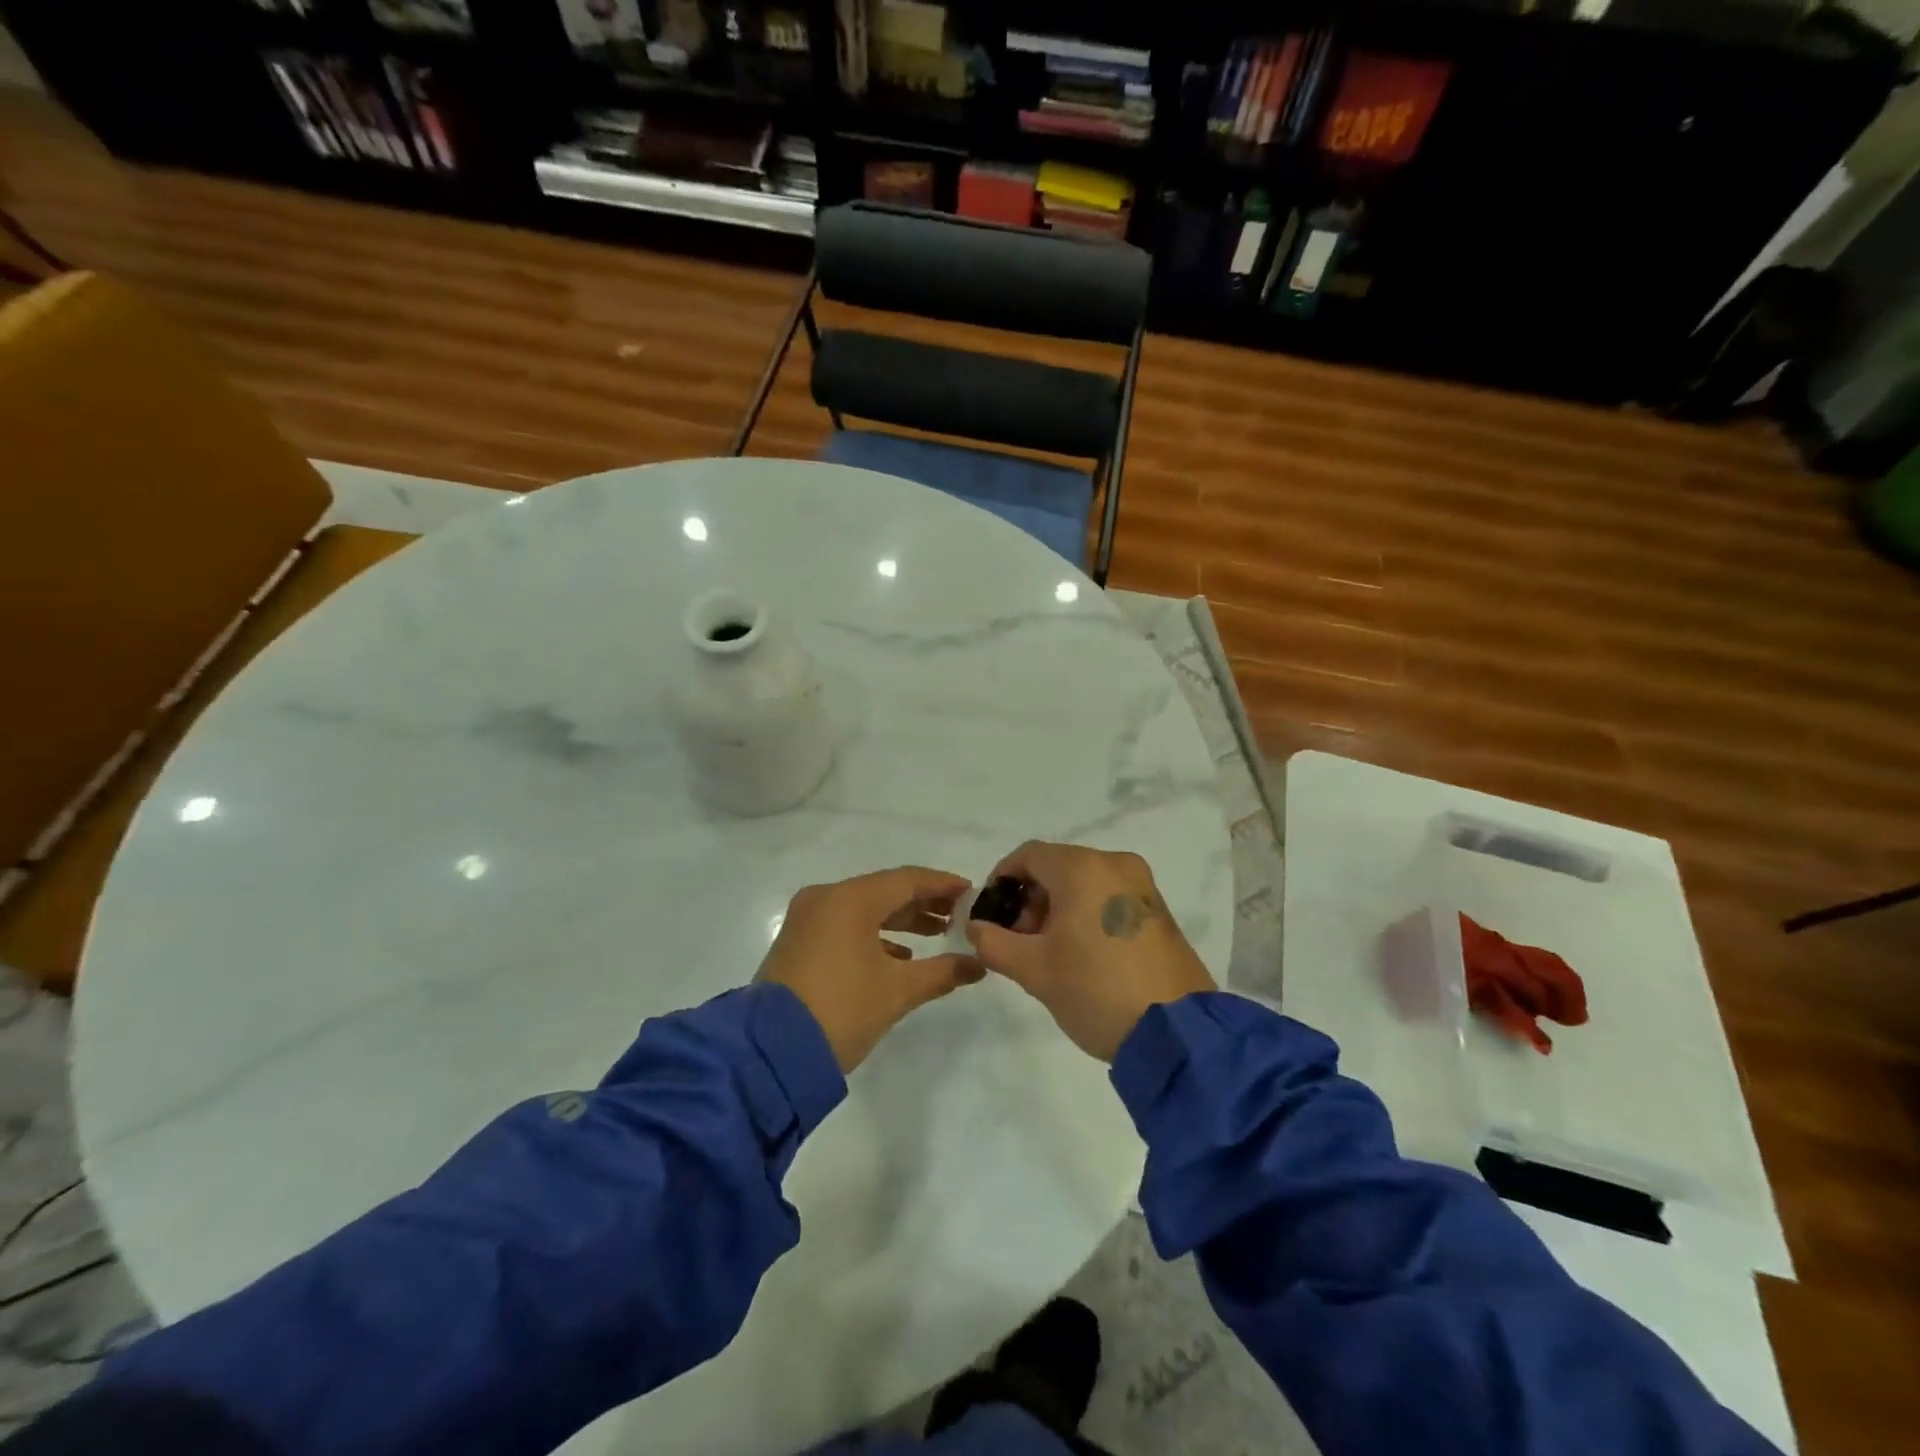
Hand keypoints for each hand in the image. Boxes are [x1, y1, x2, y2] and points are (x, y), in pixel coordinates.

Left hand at [757, 866, 984, 1072]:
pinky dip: (873, 936)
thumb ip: (942, 972)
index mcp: (850, 899)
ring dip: (900, 920)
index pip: (907, 879)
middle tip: (959, 917)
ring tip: (937, 935)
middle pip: (884, 891)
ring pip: (864, 909)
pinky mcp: (797, 943)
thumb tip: (978, 965)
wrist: (769, 1053)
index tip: (972, 893)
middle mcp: (825, 899)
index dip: (942, 885)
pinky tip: (899, 957)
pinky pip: (844, 926)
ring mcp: (806, 920)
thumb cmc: (842, 1010)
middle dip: (923, 903)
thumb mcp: (898, 991)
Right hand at [964, 842, 1215, 1061]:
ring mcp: (1143, 886)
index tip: (991, 915)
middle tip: (1018, 941)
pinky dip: (1087, 914)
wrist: (1177, 1033)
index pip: (1028, 855)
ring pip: (1084, 882)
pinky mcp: (1158, 910)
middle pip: (1057, 867)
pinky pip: (1110, 897)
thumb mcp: (1034, 970)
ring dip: (1057, 908)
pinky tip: (1082, 954)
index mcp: (1083, 868)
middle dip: (1030, 899)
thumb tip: (976, 927)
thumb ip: (994, 942)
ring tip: (1049, 953)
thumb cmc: (1095, 990)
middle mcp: (1116, 864)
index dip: (1001, 880)